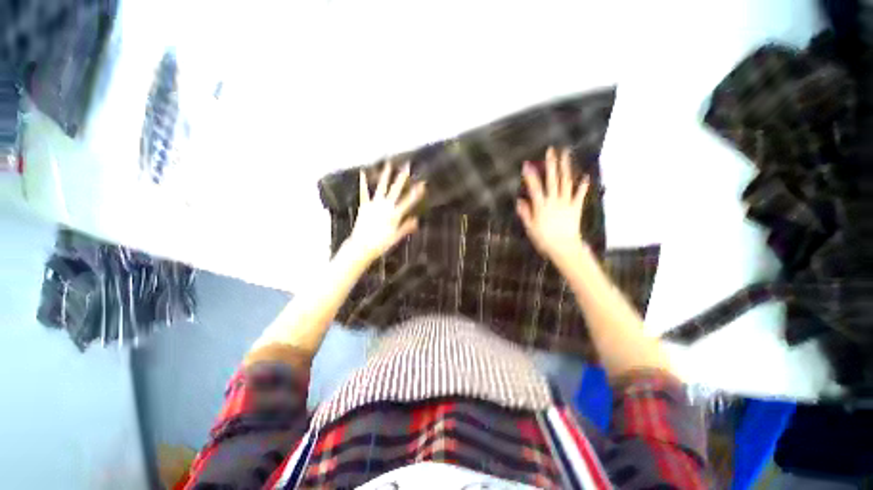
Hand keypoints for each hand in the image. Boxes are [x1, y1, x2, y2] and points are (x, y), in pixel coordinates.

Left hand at [344, 160, 425, 263]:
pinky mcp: (364, 206)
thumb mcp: (396, 237)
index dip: (416, 192)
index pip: (408, 201)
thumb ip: (406, 227)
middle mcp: (385, 207)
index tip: (422, 184)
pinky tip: (363, 173)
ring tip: (389, 164)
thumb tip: (416, 220)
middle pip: (396, 190)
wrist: (362, 246)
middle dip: (402, 178)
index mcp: (394, 215)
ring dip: (385, 175)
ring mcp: (374, 205)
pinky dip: (363, 183)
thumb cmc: (381, 244)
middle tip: (407, 166)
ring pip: (381, 187)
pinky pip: (364, 192)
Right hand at [516, 147, 589, 264]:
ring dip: (566, 168)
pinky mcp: (575, 208)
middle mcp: (554, 201)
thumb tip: (520, 201)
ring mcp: (566, 203)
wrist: (564, 248)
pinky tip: (585, 176)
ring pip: (565, 183)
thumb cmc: (544, 239)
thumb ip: (525, 213)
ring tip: (566, 155)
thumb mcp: (530, 228)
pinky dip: (583, 186)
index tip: (527, 164)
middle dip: (551, 164)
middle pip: (552, 180)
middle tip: (551, 150)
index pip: (534, 188)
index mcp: (541, 206)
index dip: (530, 175)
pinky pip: (579, 195)